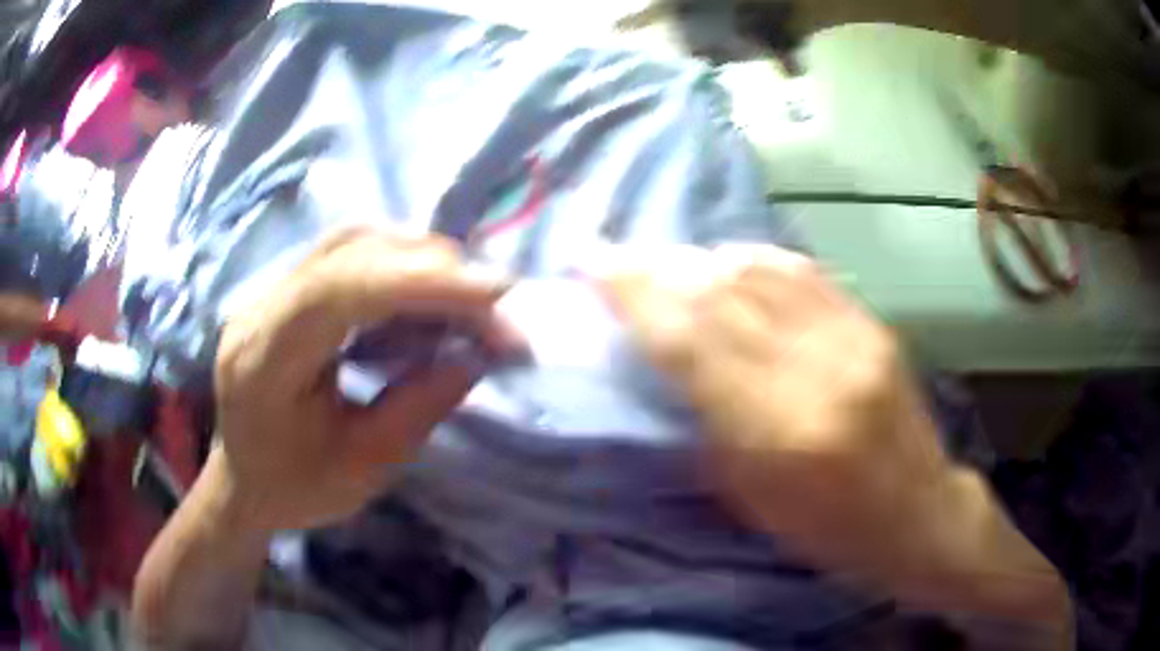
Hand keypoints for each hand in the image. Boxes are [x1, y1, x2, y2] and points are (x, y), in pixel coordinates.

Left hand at [210, 229, 518, 532]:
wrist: (244, 480)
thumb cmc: (295, 488)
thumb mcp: (363, 471)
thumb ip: (418, 409)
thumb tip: (474, 355)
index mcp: (263, 361)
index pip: (339, 290)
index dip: (419, 280)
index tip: (494, 292)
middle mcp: (259, 308)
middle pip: (349, 251)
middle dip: (432, 269)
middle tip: (494, 304)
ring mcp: (269, 290)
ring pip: (351, 241)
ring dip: (419, 260)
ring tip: (468, 297)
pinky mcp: (287, 288)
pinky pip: (348, 253)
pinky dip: (399, 264)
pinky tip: (427, 290)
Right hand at [597, 244, 1067, 628]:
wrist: (920, 514)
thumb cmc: (830, 532)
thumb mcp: (752, 501)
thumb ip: (706, 423)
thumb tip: (665, 360)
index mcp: (781, 431)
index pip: (692, 340)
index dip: (635, 294)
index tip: (591, 262)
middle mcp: (818, 369)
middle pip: (722, 293)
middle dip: (658, 266)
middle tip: (616, 252)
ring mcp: (853, 337)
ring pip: (760, 271)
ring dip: (702, 258)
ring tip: (665, 259)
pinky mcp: (873, 323)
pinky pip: (803, 272)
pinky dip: (754, 258)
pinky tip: (728, 260)